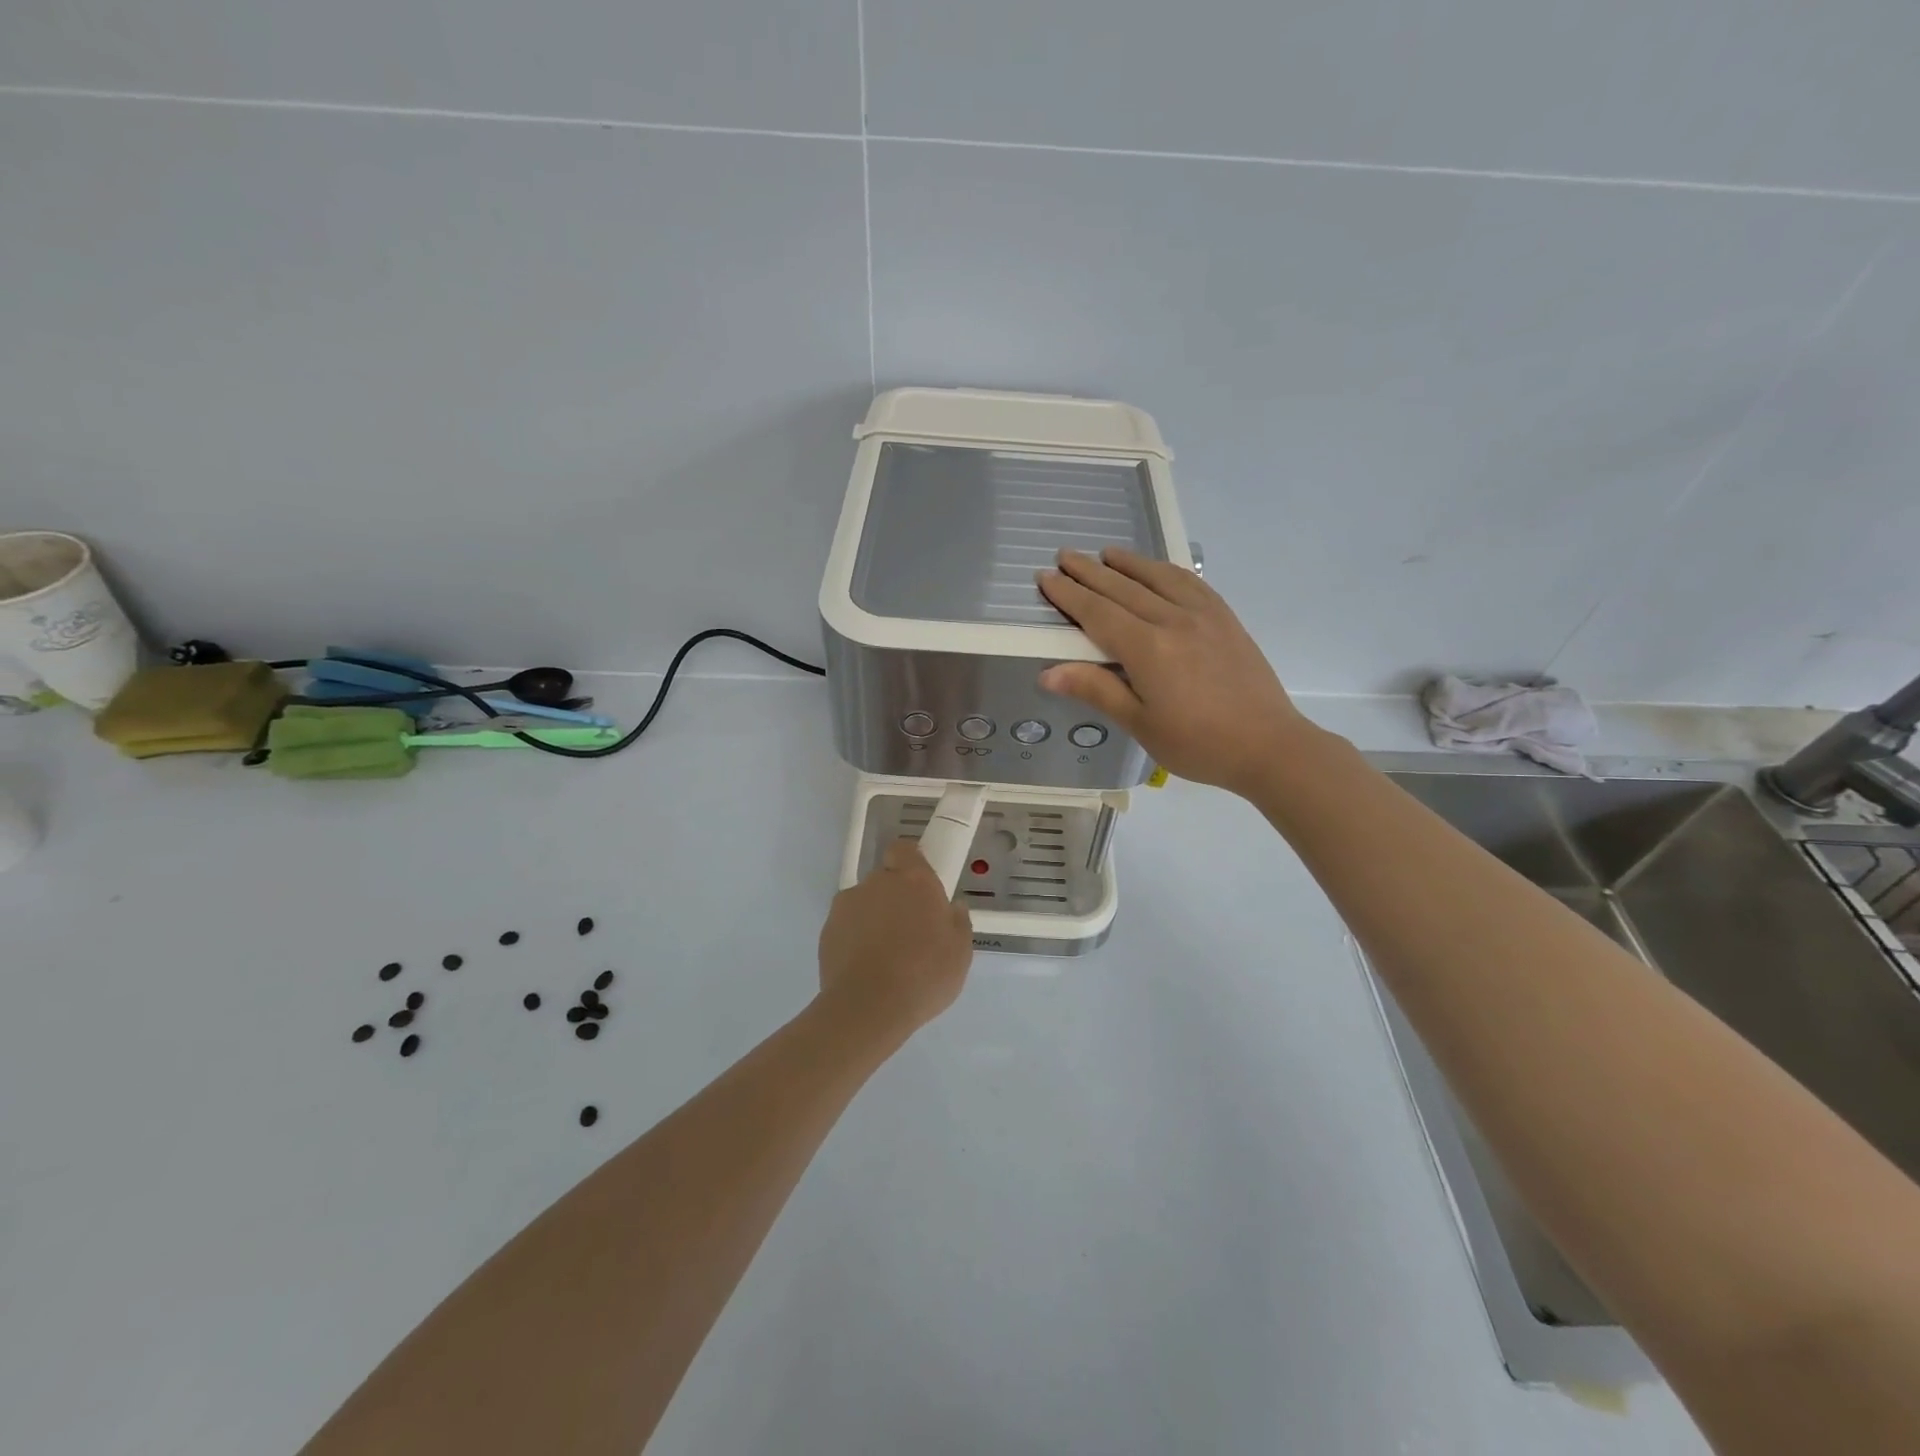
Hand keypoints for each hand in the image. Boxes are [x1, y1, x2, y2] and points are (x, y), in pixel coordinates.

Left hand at [817, 840, 973, 1039]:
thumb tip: (951, 908)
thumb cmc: (924, 974)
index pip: (904, 849)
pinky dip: (855, 939)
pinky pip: (846, 927)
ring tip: (885, 955)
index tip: (920, 886)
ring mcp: (847, 905)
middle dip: (895, 897)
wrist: (868, 1008)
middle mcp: (877, 883)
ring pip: (864, 903)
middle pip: (885, 879)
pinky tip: (866, 968)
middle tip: (910, 930)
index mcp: (913, 880)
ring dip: (874, 918)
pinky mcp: (827, 930)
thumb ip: (958, 921)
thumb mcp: (960, 952)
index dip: (910, 863)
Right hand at [1038, 547, 1312, 797]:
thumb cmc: (1197, 744)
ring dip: (1127, 563)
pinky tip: (1158, 570)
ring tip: (1106, 553)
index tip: (1046, 577)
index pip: (1097, 612)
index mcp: (1147, 649)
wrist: (1268, 745)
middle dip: (1089, 572)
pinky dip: (1166, 571)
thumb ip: (1096, 689)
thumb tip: (1047, 672)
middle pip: (1122, 589)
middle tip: (1064, 556)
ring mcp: (1203, 615)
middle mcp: (1173, 620)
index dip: (1069, 595)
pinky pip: (1190, 583)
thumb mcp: (1140, 723)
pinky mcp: (1225, 619)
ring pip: (1157, 578)